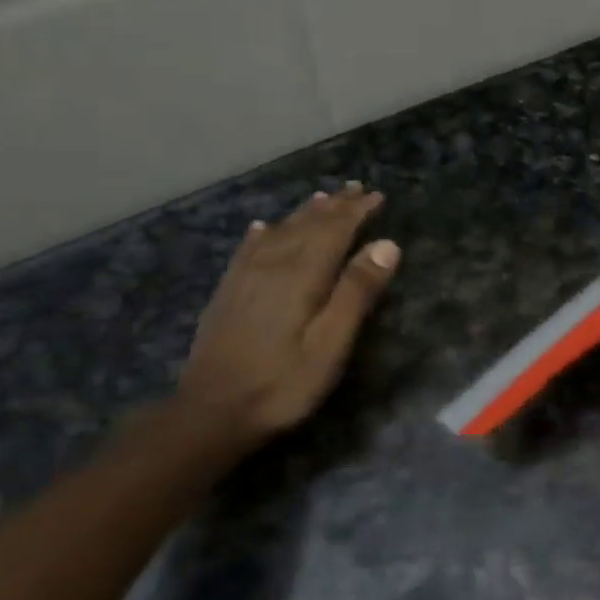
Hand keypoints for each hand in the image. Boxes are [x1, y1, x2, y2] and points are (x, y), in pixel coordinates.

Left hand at [178, 183, 398, 443]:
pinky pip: (249, 249)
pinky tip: (264, 227)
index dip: (357, 212)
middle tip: (355, 189)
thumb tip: (387, 245)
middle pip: (307, 225)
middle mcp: (272, 265)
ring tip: (322, 198)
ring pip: (279, 231)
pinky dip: (263, 233)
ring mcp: (245, 277)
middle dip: (334, 206)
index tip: (377, 196)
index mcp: (302, 275)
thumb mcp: (331, 344)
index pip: (335, 231)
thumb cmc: (284, 383)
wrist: (212, 411)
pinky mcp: (228, 293)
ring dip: (304, 213)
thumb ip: (357, 292)